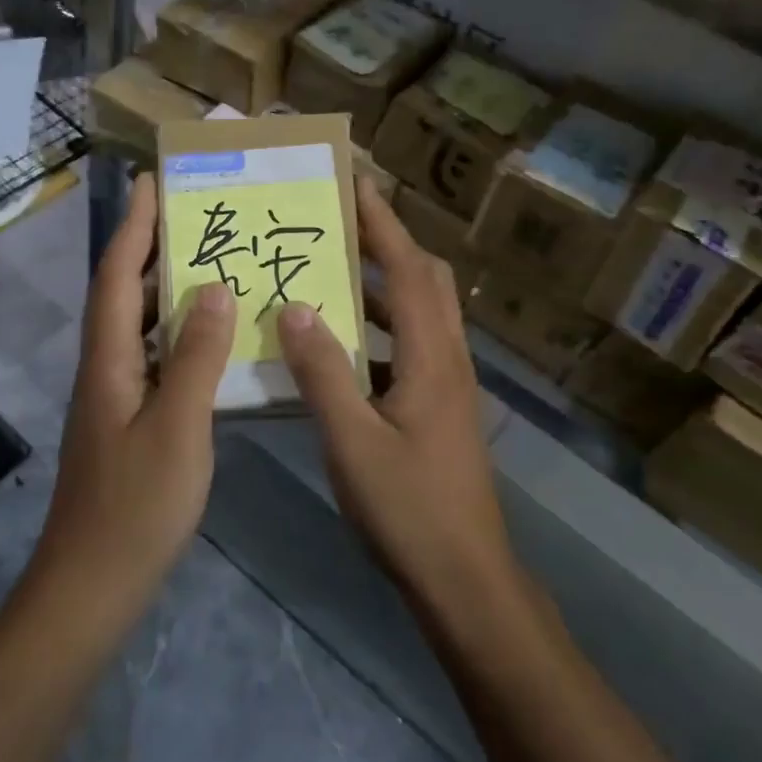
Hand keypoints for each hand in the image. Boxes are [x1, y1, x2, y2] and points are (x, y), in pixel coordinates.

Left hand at [35, 173, 237, 607]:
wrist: (91, 587)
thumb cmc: (135, 508)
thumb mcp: (178, 427)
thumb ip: (197, 356)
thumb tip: (212, 287)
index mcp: (110, 361)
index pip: (116, 276)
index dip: (133, 225)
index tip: (151, 181)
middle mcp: (106, 368)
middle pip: (123, 293)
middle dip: (150, 246)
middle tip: (194, 214)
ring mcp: (116, 397)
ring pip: (139, 326)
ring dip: (166, 289)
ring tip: (211, 262)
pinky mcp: (129, 422)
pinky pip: (156, 358)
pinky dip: (180, 335)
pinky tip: (214, 339)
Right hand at [276, 179, 517, 616]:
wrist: (465, 579)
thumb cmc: (409, 509)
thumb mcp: (352, 441)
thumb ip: (322, 372)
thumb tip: (296, 306)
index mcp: (431, 356)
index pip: (406, 269)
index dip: (381, 223)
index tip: (355, 183)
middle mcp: (448, 358)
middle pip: (425, 279)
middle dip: (387, 243)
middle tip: (340, 224)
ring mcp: (449, 384)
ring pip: (420, 312)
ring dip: (383, 285)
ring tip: (332, 274)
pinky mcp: (441, 408)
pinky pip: (411, 345)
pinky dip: (381, 328)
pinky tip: (342, 346)